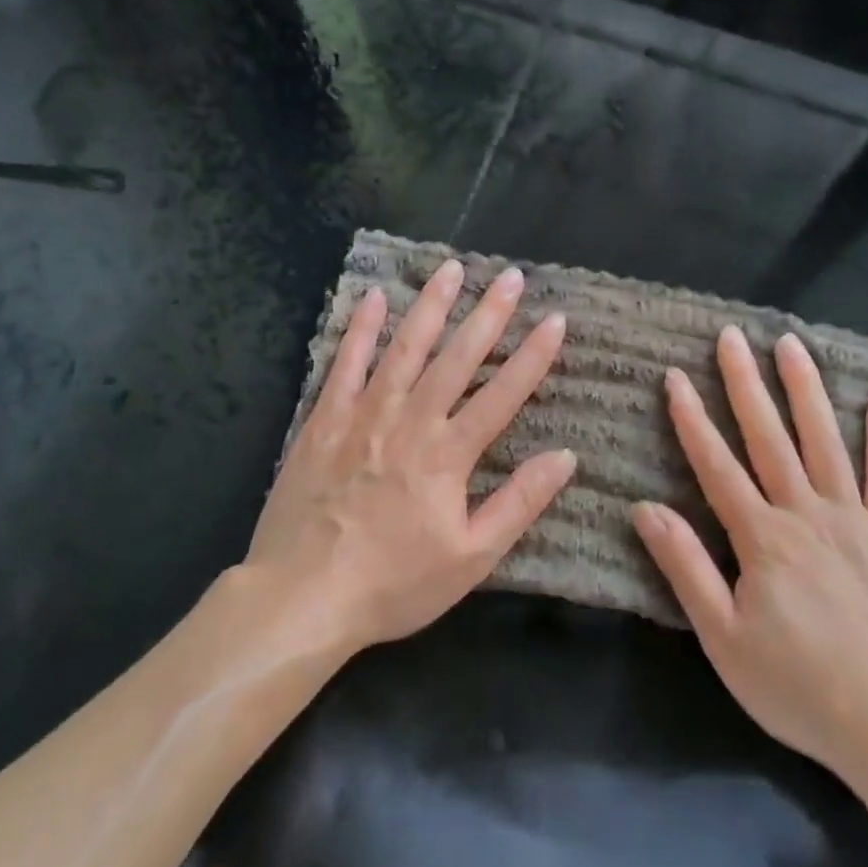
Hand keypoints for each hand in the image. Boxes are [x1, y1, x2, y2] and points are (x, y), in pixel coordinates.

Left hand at [246, 258, 573, 655]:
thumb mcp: (471, 558)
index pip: (503, 394)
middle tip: (511, 276)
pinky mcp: (324, 420)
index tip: (555, 319)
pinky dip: (360, 329)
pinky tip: (375, 298)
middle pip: (457, 358)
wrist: (302, 597)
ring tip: (451, 269)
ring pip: (404, 349)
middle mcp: (410, 421)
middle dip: (489, 315)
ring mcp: (363, 415)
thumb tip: (565, 458)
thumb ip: (518, 503)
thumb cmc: (393, 584)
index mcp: (448, 455)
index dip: (533, 356)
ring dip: (431, 306)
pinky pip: (345, 364)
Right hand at [631, 326, 867, 792]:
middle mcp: (806, 514)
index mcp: (761, 538)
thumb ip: (685, 568)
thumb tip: (645, 508)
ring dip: (805, 390)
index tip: (676, 376)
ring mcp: (856, 521)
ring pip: (825, 441)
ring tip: (790, 344)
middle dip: (745, 383)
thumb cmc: (799, 687)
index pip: (716, 464)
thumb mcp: (723, 638)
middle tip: (731, 336)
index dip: (692, 418)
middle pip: (769, 437)